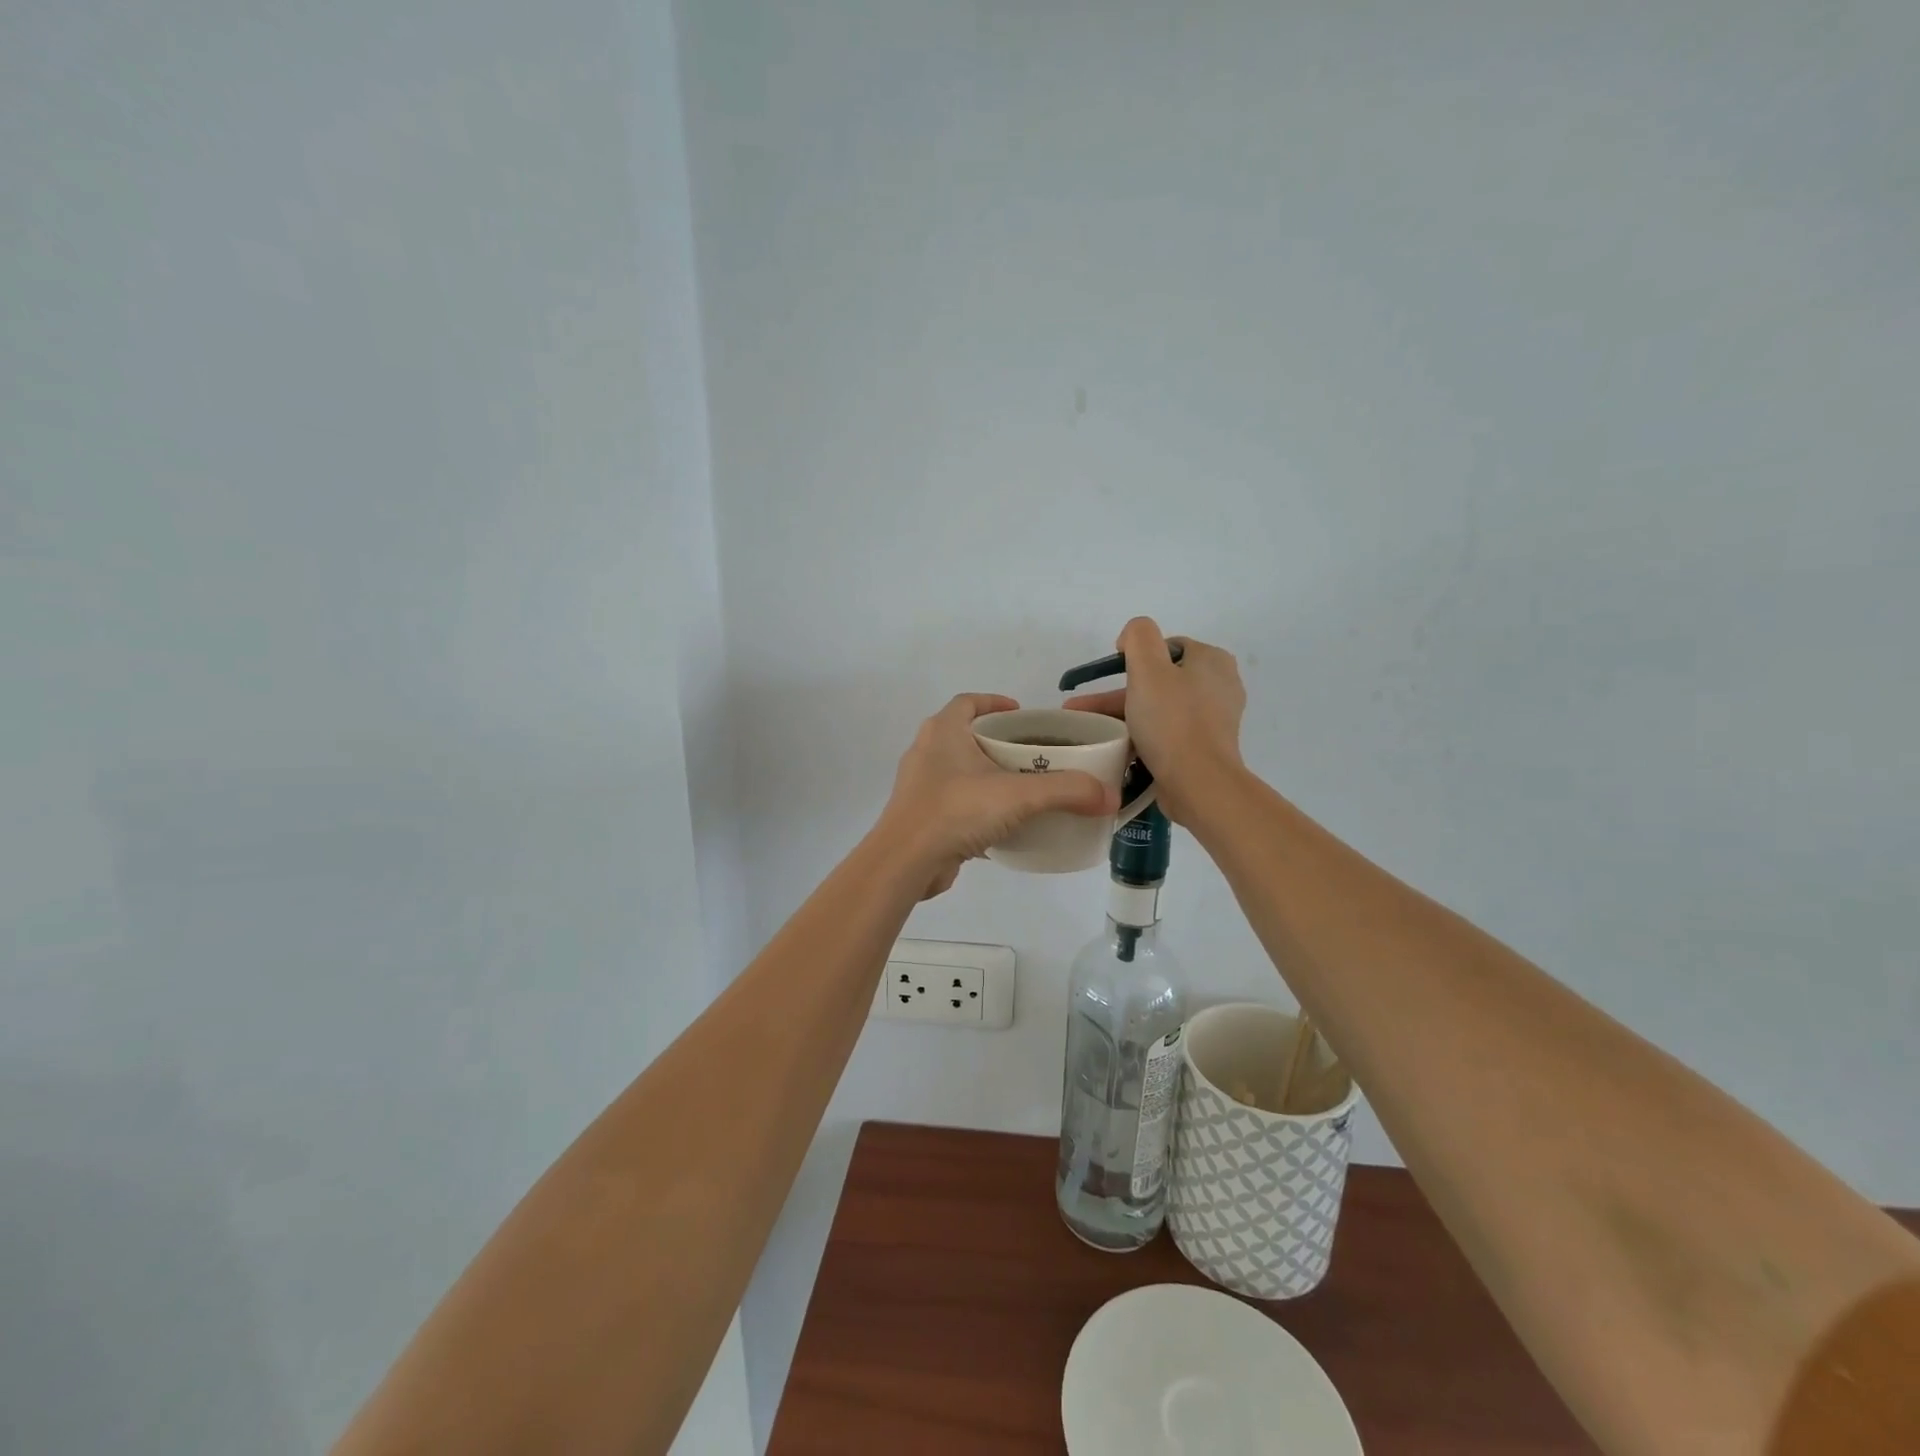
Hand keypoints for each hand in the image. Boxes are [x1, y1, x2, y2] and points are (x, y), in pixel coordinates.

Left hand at [879, 693, 1118, 898]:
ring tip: (1024, 789)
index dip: (996, 702)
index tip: (1023, 714)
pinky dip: (978, 808)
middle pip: (967, 736)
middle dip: (999, 742)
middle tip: (1034, 755)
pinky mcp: (921, 817)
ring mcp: (920, 786)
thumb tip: (1109, 796)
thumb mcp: (1019, 796)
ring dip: (988, 777)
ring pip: (960, 772)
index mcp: (943, 731)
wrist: (905, 863)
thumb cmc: (956, 811)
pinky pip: (955, 804)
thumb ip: (1067, 791)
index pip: (969, 702)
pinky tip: (1004, 825)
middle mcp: (927, 752)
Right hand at [1063, 618, 1245, 823]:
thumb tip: (1131, 638)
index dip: (1134, 657)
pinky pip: (1166, 732)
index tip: (1109, 677)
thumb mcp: (1148, 668)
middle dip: (1117, 693)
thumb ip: (1138, 636)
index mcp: (1212, 660)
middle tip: (1083, 709)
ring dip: (1123, 715)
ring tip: (1088, 730)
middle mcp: (1219, 685)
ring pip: (1158, 708)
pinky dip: (1141, 735)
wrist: (1198, 784)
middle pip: (1159, 680)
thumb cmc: (1172, 721)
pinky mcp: (1204, 747)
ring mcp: (1213, 719)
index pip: (1165, 647)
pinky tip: (1116, 746)